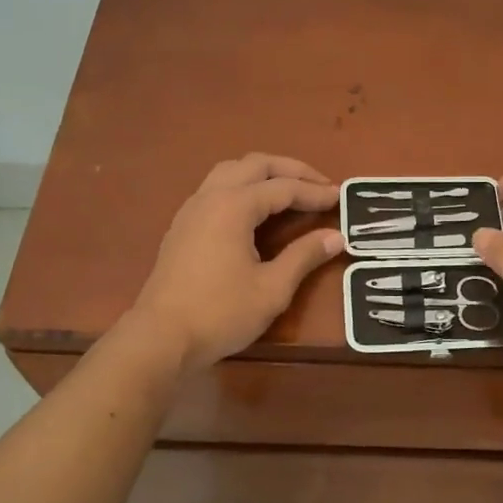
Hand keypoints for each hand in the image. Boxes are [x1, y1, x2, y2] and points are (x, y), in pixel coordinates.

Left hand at [126, 154, 342, 369]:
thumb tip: (336, 236)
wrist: (161, 337)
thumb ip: (304, 256)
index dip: (315, 191)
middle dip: (291, 170)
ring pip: (231, 171)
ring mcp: (192, 209)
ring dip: (264, 174)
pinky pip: (216, 188)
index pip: (283, 187)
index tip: (341, 197)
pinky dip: (244, 187)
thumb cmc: (220, 313)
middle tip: (320, 185)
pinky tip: (255, 211)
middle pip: (256, 165)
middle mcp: (211, 196)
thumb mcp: (272, 288)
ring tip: (290, 191)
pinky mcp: (182, 226)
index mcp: (234, 206)